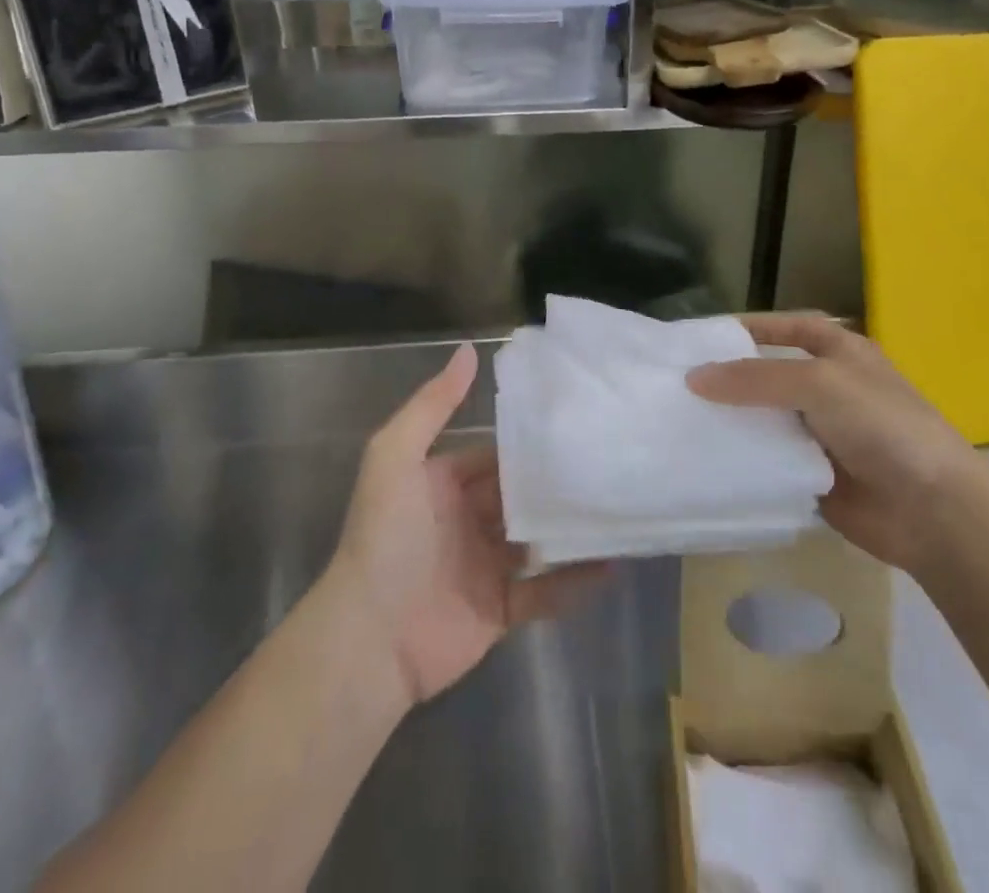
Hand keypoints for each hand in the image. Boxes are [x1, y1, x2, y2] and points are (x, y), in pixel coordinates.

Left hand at [328, 343, 607, 709]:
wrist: (369, 639)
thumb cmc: (384, 538)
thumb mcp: (395, 456)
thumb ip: (432, 405)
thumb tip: (469, 350)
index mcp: (443, 483)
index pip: (494, 454)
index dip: (527, 443)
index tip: (573, 426)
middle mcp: (466, 519)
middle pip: (520, 495)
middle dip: (555, 483)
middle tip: (608, 462)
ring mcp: (485, 566)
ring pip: (537, 541)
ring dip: (570, 528)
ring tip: (619, 506)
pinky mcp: (500, 610)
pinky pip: (544, 593)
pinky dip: (574, 582)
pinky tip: (611, 564)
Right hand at [686, 314, 979, 574]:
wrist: (933, 511)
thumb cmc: (882, 426)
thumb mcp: (818, 383)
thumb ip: (754, 377)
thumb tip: (694, 378)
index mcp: (841, 353)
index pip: (788, 329)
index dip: (751, 328)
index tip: (703, 337)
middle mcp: (829, 389)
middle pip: (770, 375)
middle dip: (730, 378)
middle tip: (677, 380)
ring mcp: (822, 434)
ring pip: (765, 419)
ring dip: (732, 419)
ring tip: (680, 417)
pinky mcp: (812, 474)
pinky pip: (769, 459)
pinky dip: (744, 457)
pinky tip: (706, 456)